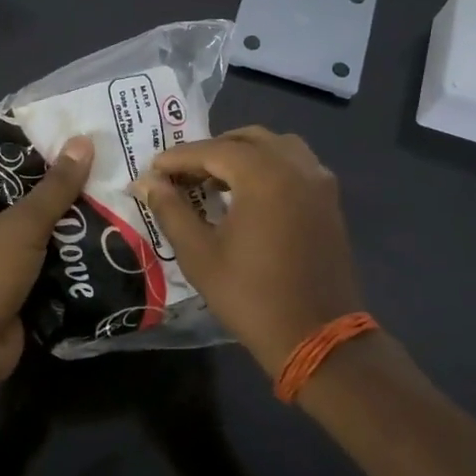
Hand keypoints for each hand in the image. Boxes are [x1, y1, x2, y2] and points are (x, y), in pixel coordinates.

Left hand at [0, 135, 93, 391]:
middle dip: (61, 189)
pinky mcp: (13, 287)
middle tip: (103, 169)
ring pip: (38, 232)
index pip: (1, 162)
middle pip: (24, 197)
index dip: (34, 150)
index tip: (74, 139)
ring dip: (69, 225)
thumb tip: (83, 141)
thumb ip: (56, 186)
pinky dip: (68, 257)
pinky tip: (104, 243)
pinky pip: (45, 263)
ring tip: (113, 201)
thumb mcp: (23, 224)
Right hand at [133, 126, 365, 376]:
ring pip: (275, 146)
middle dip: (210, 151)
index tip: (153, 169)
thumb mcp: (199, 254)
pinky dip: (268, 165)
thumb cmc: (251, 296)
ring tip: (215, 179)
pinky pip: (295, 164)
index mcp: (264, 175)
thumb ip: (170, 210)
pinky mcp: (329, 200)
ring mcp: (318, 181)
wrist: (317, 337)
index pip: (212, 150)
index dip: (179, 158)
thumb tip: (146, 182)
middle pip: (246, 139)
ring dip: (242, 153)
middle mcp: (296, 166)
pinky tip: (249, 193)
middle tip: (181, 174)